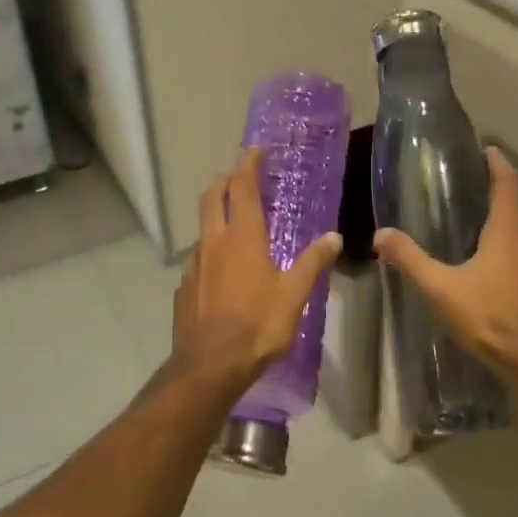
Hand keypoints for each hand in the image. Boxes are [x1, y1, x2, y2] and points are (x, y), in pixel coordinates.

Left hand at [172, 147, 342, 389]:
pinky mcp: (184, 288)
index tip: (255, 150)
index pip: (242, 188)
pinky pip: (198, 259)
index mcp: (243, 237)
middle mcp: (214, 242)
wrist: (210, 365)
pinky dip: (210, 252)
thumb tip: (333, 237)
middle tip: (239, 177)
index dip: (248, 165)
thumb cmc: (258, 325)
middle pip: (213, 198)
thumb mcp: (294, 295)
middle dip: (225, 181)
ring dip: (216, 217)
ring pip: (203, 228)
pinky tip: (222, 272)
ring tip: (234, 226)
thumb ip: (312, 263)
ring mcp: (194, 265)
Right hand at [373, 148, 517, 382]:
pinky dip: (511, 251)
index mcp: (509, 231)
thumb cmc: (491, 317)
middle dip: (496, 197)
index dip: (498, 164)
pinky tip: (492, 270)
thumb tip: (381, 235)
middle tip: (469, 194)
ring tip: (477, 230)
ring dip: (505, 226)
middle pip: (516, 208)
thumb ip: (411, 260)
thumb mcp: (442, 289)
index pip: (507, 184)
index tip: (487, 150)